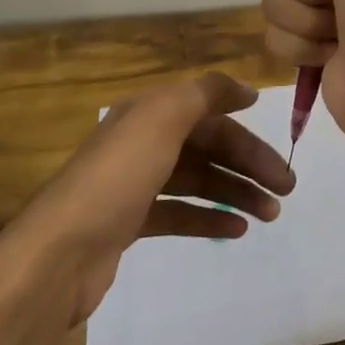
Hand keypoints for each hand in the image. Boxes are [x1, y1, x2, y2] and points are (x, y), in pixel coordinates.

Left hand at [4, 72, 295, 325]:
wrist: (58, 254)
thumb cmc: (116, 178)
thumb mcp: (161, 119)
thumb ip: (204, 94)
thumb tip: (244, 89)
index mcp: (149, 114)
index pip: (209, 113)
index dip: (245, 125)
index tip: (281, 141)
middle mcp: (143, 142)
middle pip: (207, 146)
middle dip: (248, 163)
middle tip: (287, 189)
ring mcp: (135, 184)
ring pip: (198, 180)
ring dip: (236, 191)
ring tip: (271, 213)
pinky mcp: (131, 223)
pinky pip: (180, 213)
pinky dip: (209, 217)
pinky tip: (236, 229)